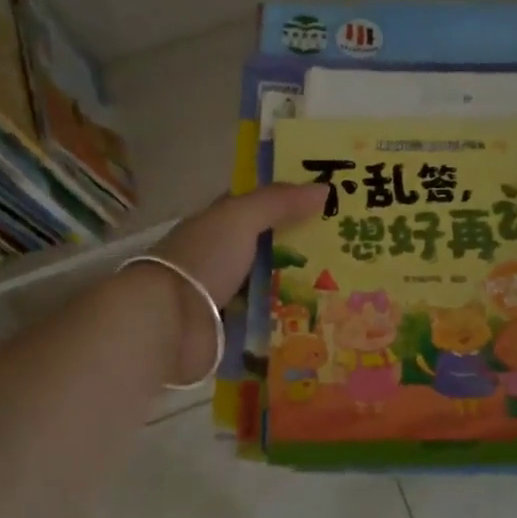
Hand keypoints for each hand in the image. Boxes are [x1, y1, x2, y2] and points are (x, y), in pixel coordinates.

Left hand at [147, 184, 326, 381]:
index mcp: (215, 225)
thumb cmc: (203, 259)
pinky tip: (320, 320)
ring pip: (269, 286)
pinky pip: (266, 321)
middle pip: (266, 249)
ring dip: (298, 288)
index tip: (326, 205)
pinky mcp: (230, 330)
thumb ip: (278, 202)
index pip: (253, 208)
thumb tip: (325, 188)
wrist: (169, 321)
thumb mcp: (240, 218)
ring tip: (343, 288)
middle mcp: (218, 257)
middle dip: (300, 249)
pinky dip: (287, 320)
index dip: (286, 203)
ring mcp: (223, 295)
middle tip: (347, 251)